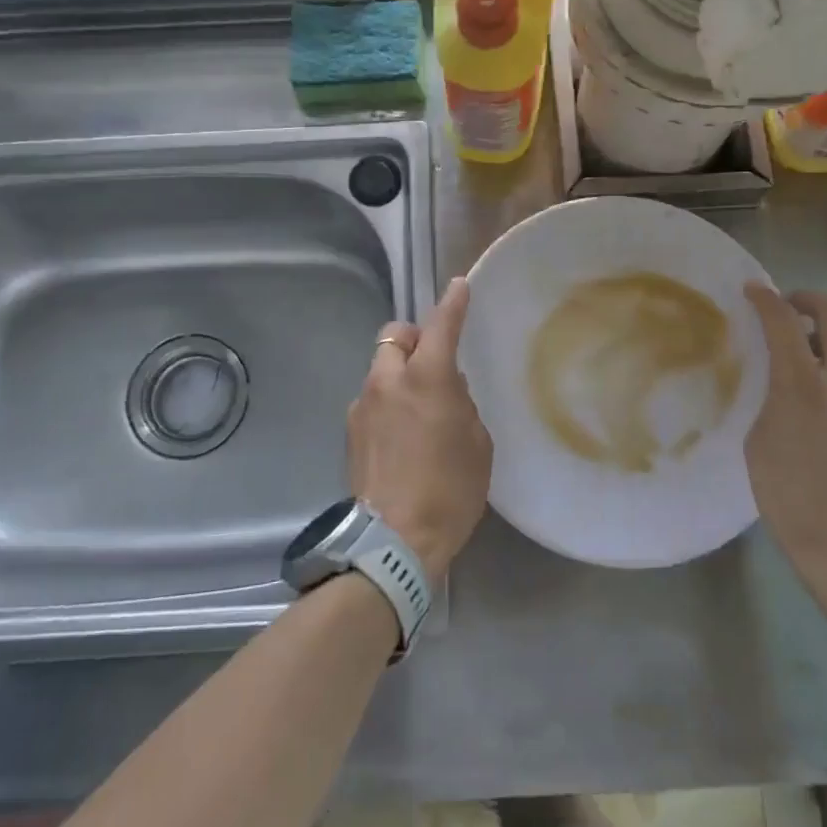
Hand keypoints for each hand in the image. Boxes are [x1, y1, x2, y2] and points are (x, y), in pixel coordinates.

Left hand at [348, 277, 492, 580]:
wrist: (394, 540)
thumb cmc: (450, 489)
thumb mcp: (476, 443)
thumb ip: (461, 404)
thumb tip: (447, 391)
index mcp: (427, 378)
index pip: (441, 325)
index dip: (452, 303)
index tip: (459, 286)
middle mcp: (388, 381)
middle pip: (394, 336)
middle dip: (413, 338)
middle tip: (433, 362)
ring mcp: (363, 405)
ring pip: (380, 369)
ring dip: (399, 374)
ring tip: (418, 408)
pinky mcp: (350, 431)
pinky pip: (372, 400)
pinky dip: (387, 403)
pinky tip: (401, 436)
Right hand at [744, 285, 826, 609]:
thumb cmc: (790, 497)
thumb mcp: (758, 439)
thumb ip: (768, 396)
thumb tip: (775, 376)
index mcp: (804, 383)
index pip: (784, 320)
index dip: (764, 299)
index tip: (751, 291)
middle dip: (808, 299)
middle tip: (787, 308)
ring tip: (810, 341)